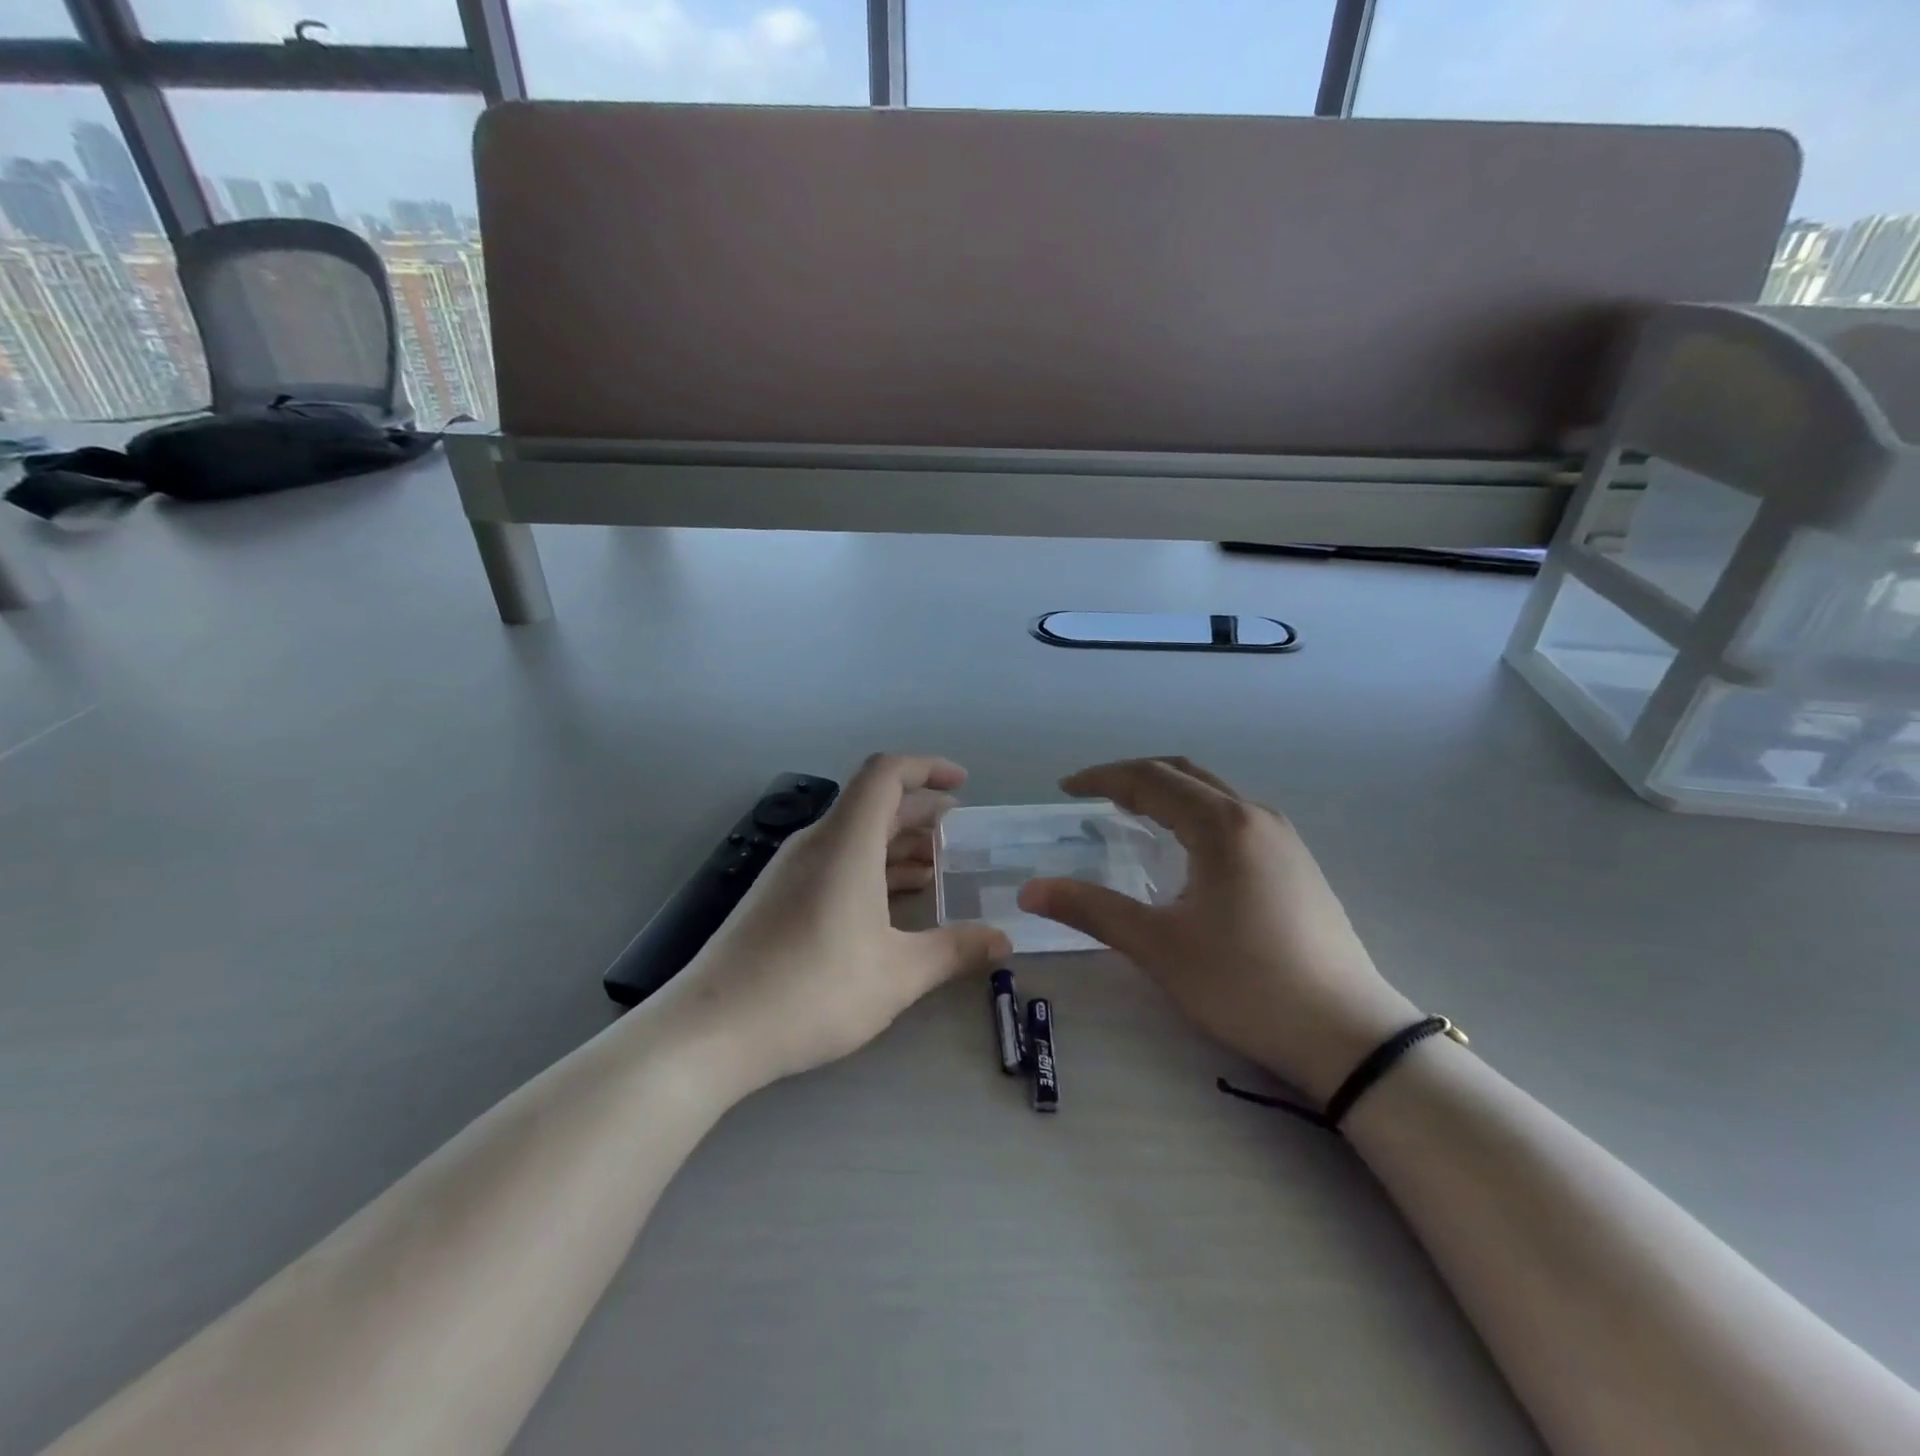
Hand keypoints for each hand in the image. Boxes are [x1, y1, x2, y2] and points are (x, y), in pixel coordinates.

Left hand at [660, 754, 1010, 1091]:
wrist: (711, 1031)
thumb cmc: (813, 990)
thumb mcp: (898, 974)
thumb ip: (955, 951)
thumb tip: (1003, 940)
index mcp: (846, 842)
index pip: (886, 774)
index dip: (927, 768)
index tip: (962, 784)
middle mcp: (817, 843)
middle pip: (873, 803)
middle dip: (921, 811)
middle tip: (961, 835)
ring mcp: (791, 870)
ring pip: (854, 835)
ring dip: (897, 843)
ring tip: (937, 869)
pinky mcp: (777, 897)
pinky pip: (835, 861)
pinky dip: (871, 867)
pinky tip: (892, 903)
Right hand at [1017, 758, 1417, 1102]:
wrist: (1347, 1034)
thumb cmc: (1245, 983)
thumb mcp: (1159, 947)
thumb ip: (1091, 910)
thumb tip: (1030, 890)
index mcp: (1222, 825)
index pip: (1150, 780)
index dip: (1102, 778)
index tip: (1065, 788)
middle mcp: (1255, 816)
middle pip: (1183, 774)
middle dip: (1133, 776)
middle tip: (1092, 795)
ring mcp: (1283, 839)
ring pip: (1213, 793)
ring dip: (1167, 793)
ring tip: (1131, 815)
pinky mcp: (1296, 864)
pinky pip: (1234, 816)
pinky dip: (1194, 814)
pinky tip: (1184, 850)